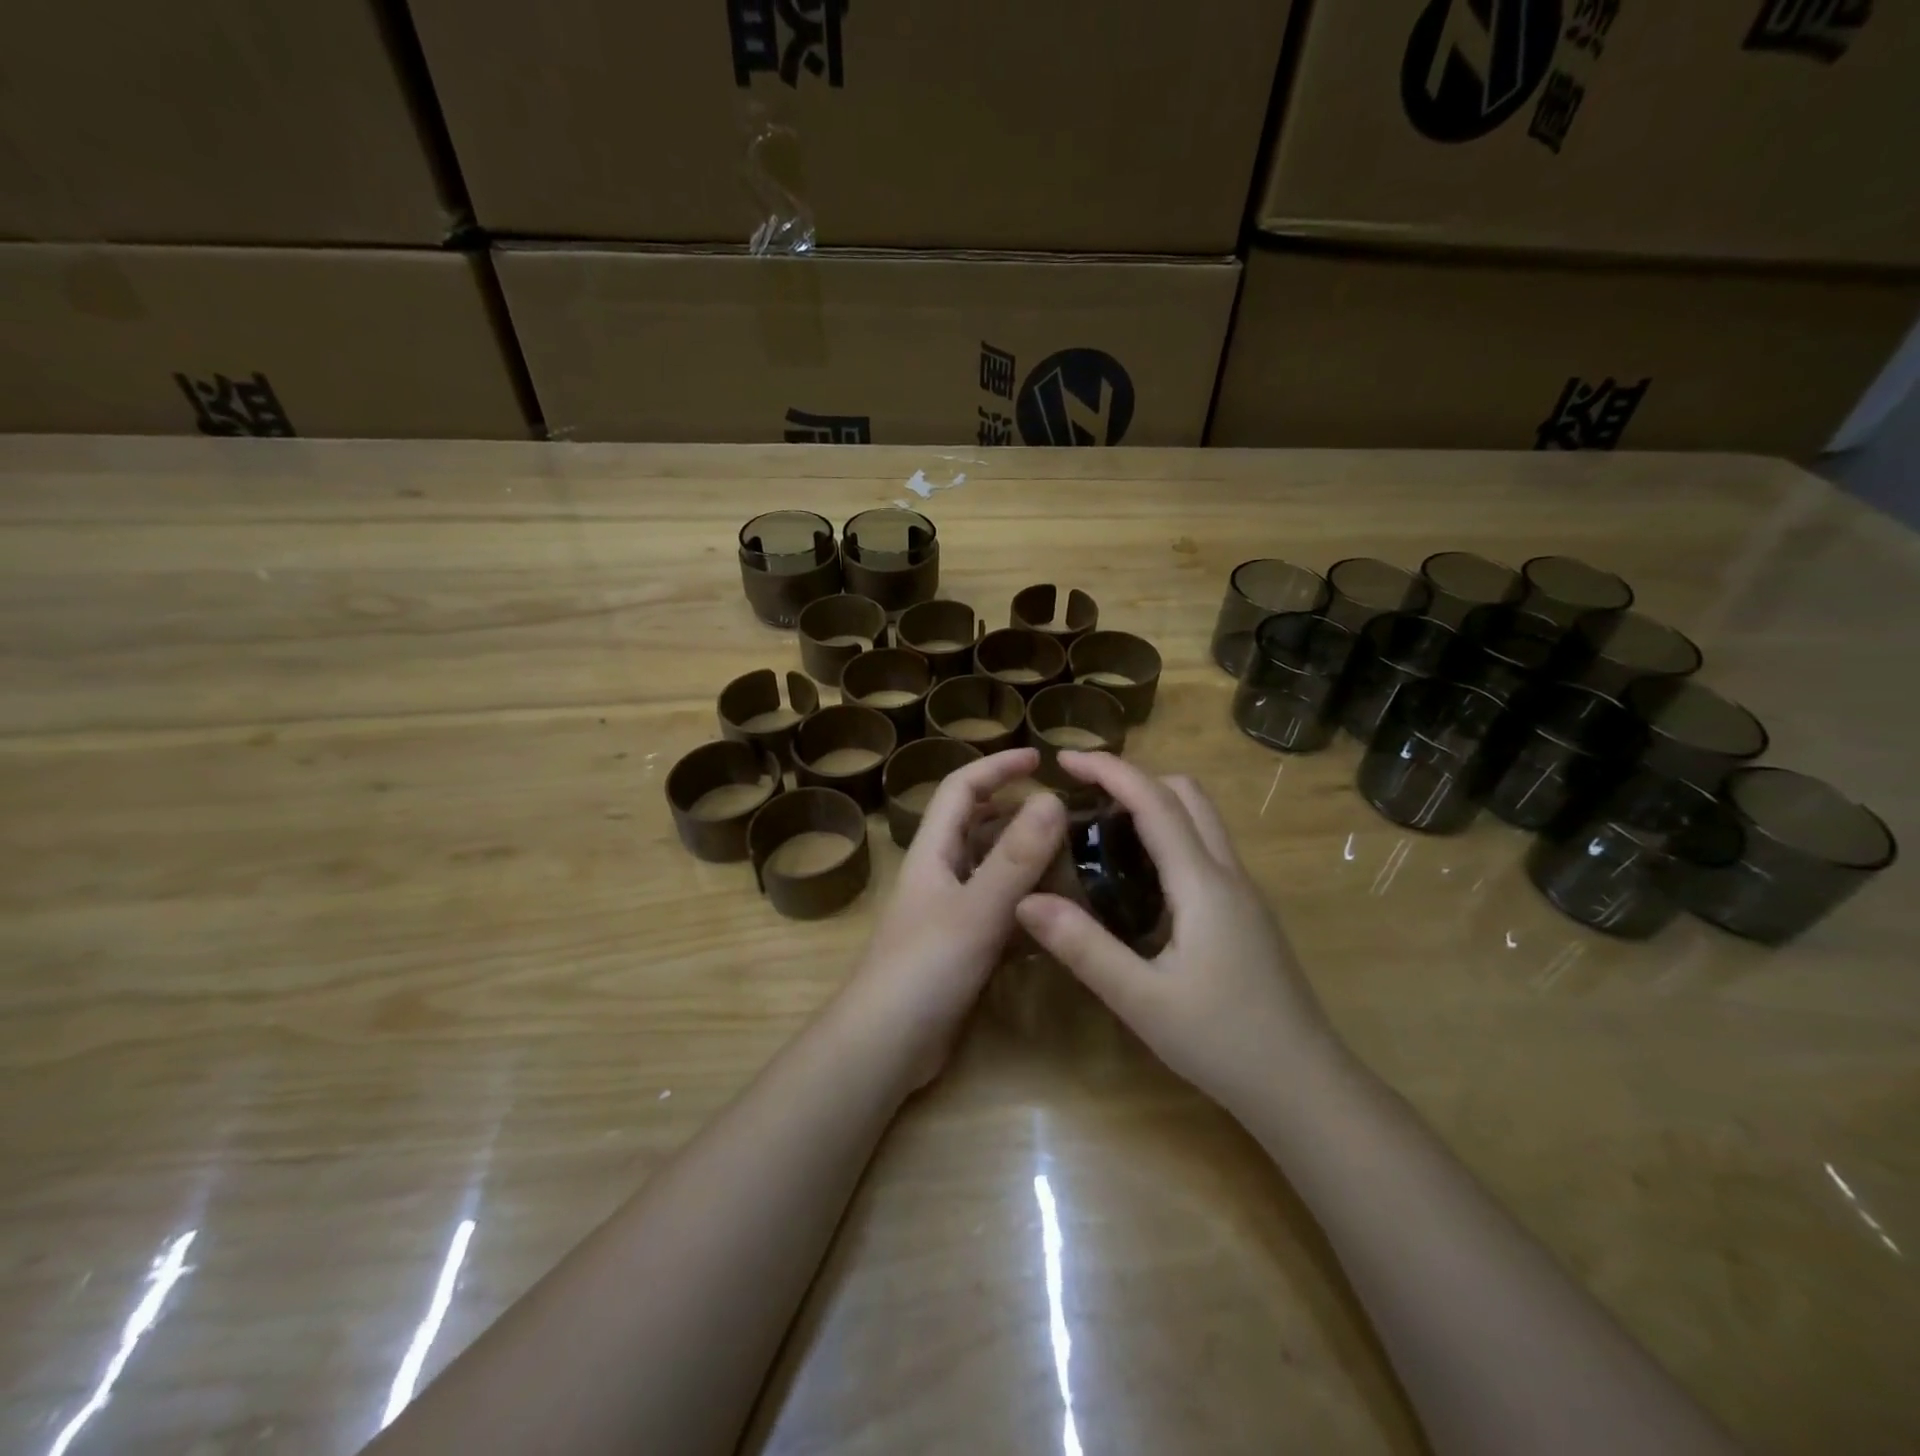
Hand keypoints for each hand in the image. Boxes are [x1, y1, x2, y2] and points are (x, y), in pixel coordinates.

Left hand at [846, 748, 1065, 1086]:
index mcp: (934, 852)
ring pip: (992, 871)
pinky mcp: (962, 948)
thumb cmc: (924, 968)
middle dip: (1017, 811)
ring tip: (1074, 857)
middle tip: (1067, 814)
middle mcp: (940, 874)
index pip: (962, 789)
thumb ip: (1015, 857)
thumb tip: (1051, 798)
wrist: (885, 1045)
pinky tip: (1058, 912)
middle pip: (978, 826)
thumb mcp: (976, 909)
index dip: (997, 766)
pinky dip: (1026, 904)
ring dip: (1026, 859)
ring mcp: (950, 913)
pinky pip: (1000, 912)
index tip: (1040, 756)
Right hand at [1014, 751, 1341, 1113]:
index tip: (1063, 758)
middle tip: (1084, 794)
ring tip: (1103, 826)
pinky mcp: (1247, 914)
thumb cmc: (1223, 1042)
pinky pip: (1205, 849)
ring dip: (1155, 803)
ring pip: (1202, 820)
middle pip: (1187, 795)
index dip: (1109, 769)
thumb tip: (1025, 900)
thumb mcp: (1141, 1000)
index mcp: (1202, 883)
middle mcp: (1228, 874)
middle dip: (1135, 777)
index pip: (1154, 801)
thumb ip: (1084, 947)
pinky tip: (1139, 875)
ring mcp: (1244, 893)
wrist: (1306, 1088)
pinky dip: (1169, 834)